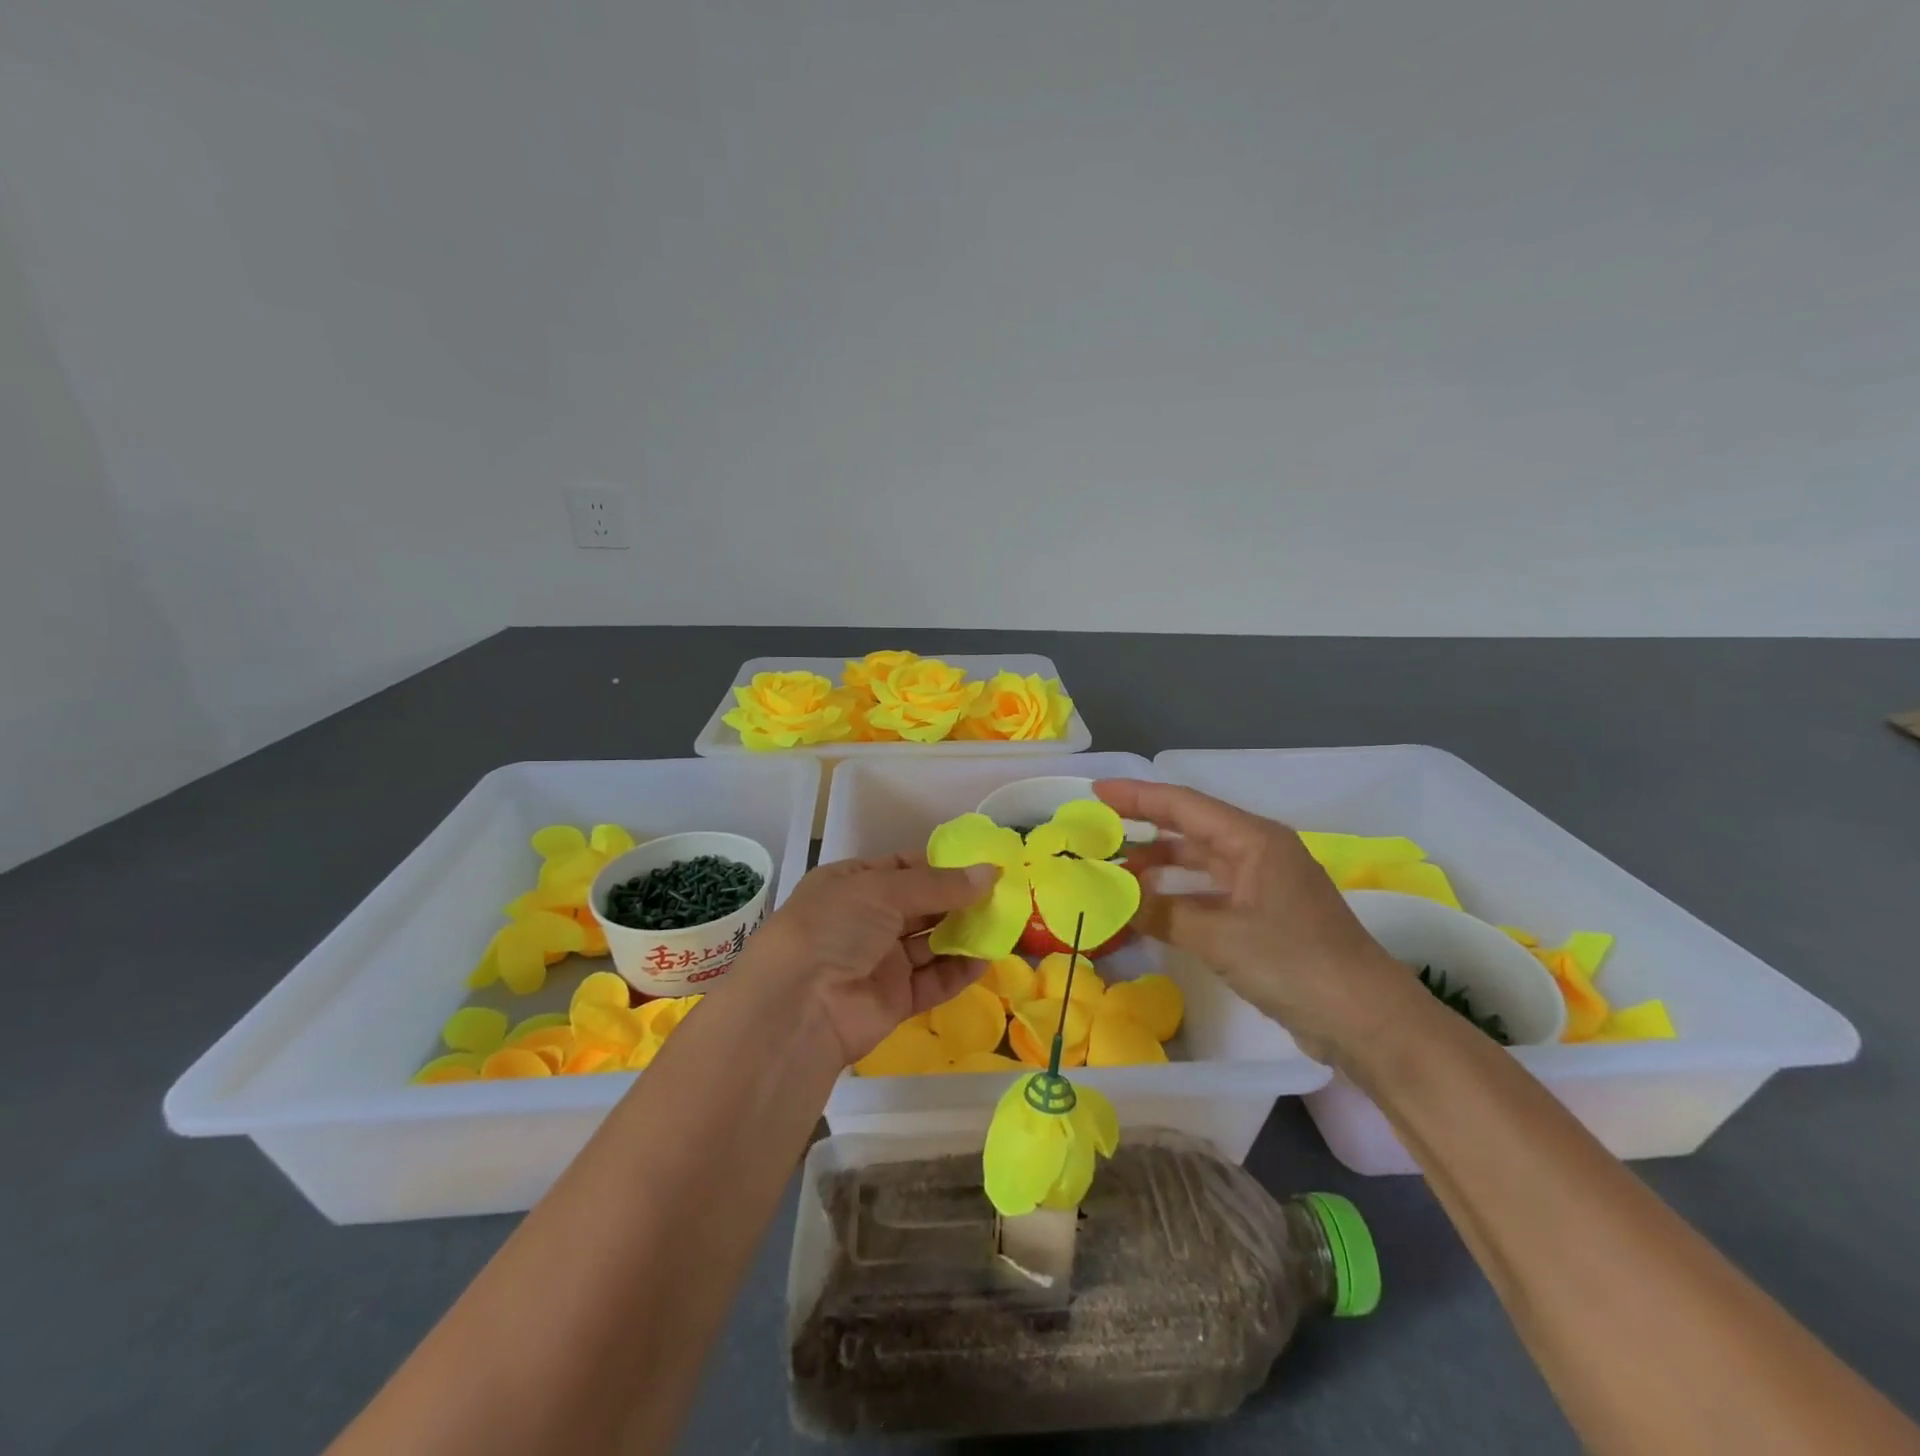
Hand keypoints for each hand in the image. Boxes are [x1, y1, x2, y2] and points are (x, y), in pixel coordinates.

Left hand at [727, 855, 995, 1066]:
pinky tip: (985, 960)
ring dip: (963, 934)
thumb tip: (991, 872)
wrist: (799, 1006)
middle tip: (1002, 894)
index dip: (940, 866)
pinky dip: (958, 971)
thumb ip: (940, 884)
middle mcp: (865, 920)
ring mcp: (879, 961)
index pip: (902, 868)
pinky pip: (932, 981)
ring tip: (1003, 924)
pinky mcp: (893, 999)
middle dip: (958, 900)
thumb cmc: (835, 926)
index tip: (981, 864)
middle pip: (921, 905)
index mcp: (852, 884)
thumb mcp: (883, 890)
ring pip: (930, 943)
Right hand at [1095, 779, 1425, 1062]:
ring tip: (1116, 873)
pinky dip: (1179, 897)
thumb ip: (1162, 913)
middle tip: (1099, 832)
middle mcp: (1259, 853)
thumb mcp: (1220, 936)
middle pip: (1191, 829)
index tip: (1096, 792)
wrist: (1368, 1021)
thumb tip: (1114, 898)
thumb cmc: (1295, 963)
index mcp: (1253, 840)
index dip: (1137, 796)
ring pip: (1200, 863)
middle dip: (1144, 828)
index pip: (1183, 805)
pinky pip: (1210, 893)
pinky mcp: (1266, 918)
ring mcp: (1264, 886)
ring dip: (1160, 866)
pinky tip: (1152, 909)